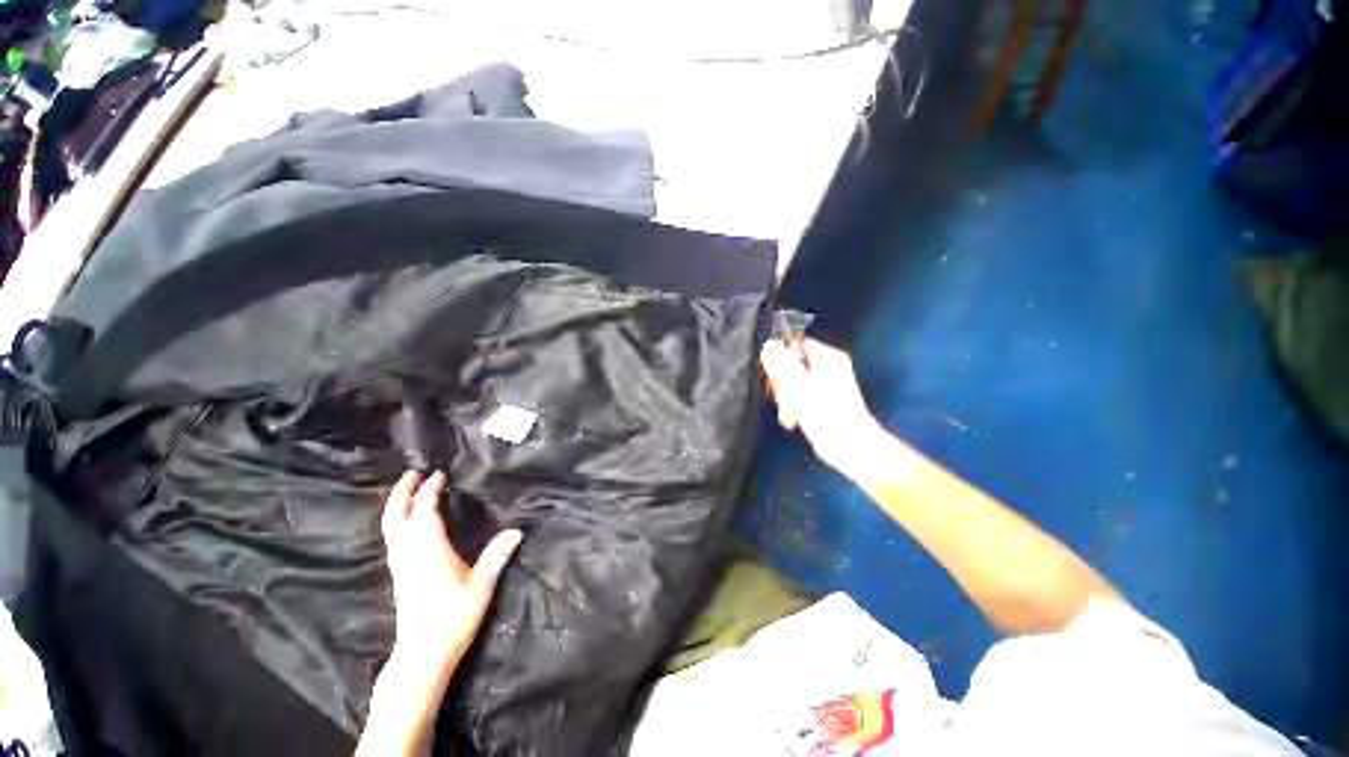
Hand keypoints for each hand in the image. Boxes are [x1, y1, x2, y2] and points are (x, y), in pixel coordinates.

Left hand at [381, 470, 521, 676]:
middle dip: (402, 493)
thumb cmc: (453, 619)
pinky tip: (409, 524)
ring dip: (398, 506)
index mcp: (429, 551)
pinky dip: (399, 522)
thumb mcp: (481, 587)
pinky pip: (394, 539)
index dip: (429, 491)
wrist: (422, 656)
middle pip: (396, 517)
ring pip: (391, 529)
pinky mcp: (399, 576)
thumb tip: (517, 530)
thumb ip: (497, 556)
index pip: (424, 513)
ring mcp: (401, 566)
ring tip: (409, 491)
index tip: (439, 474)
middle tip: (412, 474)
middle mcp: (409, 554)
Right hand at [760, 339, 885, 481]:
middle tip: (780, 396)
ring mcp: (827, 384)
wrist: (849, 446)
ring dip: (786, 398)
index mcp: (827, 356)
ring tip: (788, 413)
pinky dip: (794, 407)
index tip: (770, 375)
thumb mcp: (797, 384)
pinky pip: (801, 396)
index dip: (779, 358)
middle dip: (782, 383)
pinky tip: (792, 419)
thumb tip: (769, 344)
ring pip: (794, 382)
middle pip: (792, 364)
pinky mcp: (824, 401)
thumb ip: (781, 362)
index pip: (795, 345)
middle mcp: (829, 366)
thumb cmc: (825, 413)